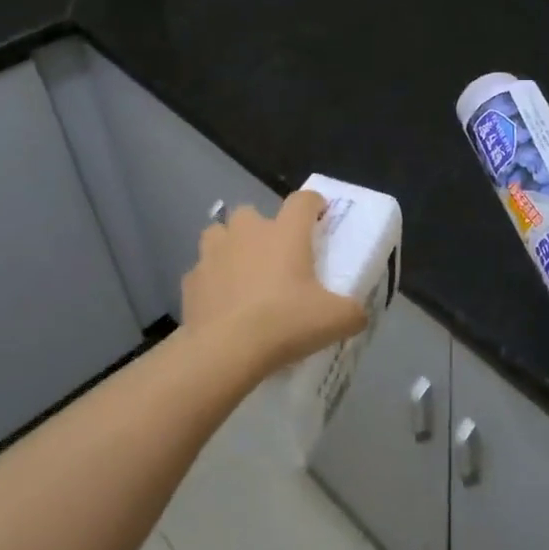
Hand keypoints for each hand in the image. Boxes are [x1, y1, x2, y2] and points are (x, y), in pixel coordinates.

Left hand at [182, 190, 368, 376]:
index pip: (303, 200)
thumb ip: (353, 312)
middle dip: (262, 228)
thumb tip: (358, 314)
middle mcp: (248, 231)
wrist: (226, 350)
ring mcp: (214, 252)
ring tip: (242, 273)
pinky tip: (221, 303)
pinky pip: (203, 271)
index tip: (320, 217)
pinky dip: (212, 281)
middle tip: (276, 256)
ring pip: (219, 234)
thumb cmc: (286, 322)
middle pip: (252, 212)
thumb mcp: (336, 320)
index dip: (314, 205)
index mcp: (286, 232)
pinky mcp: (191, 279)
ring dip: (230, 246)